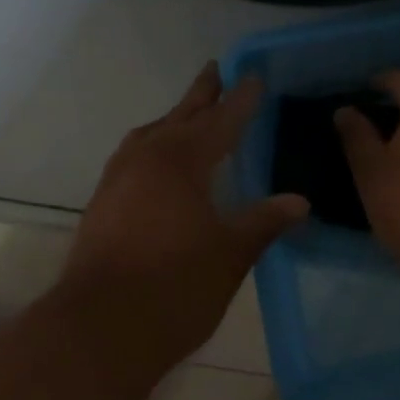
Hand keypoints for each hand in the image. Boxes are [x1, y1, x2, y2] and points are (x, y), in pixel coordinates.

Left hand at [56, 62, 307, 367]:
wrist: (100, 329)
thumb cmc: (175, 287)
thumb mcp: (231, 254)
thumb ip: (264, 221)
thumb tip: (300, 201)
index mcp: (181, 160)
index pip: (221, 120)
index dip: (241, 99)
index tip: (254, 76)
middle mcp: (146, 158)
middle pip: (181, 116)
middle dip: (203, 95)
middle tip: (217, 70)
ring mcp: (117, 179)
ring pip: (151, 135)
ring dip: (174, 120)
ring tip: (191, 116)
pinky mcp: (102, 203)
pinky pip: (133, 158)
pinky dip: (153, 148)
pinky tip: (160, 166)